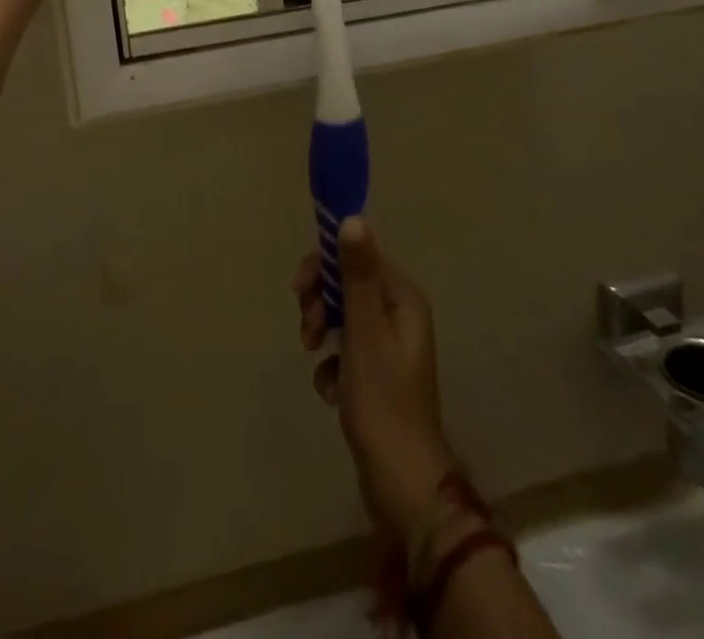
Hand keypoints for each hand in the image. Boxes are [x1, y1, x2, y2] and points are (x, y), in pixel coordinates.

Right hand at [295, 219, 456, 544]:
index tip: (300, 289)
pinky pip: (344, 352)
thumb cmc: (382, 401)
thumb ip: (357, 275)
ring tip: (315, 358)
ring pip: (342, 317)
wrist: (401, 485)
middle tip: (308, 329)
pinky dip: (332, 365)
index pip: (359, 255)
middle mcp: (400, 315)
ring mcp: (389, 347)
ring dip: (322, 332)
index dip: (325, 266)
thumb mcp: (364, 331)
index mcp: (403, 299)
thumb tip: (352, 218)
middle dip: (321, 302)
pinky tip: (330, 390)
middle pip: (348, 285)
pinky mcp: (377, 376)